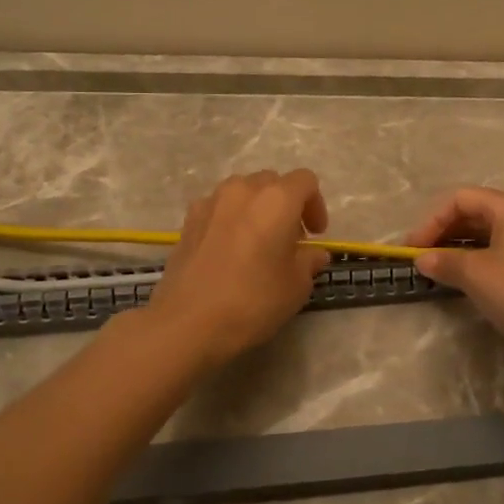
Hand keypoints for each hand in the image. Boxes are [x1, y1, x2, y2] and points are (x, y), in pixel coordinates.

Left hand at [147, 169, 331, 363]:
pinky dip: (230, 219)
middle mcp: (243, 190)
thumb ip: (309, 261)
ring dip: (256, 209)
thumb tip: (313, 253)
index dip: (316, 205)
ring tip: (257, 242)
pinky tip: (228, 250)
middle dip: (286, 205)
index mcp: (276, 199)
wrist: (187, 323)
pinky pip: (218, 208)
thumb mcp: (296, 287)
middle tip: (289, 239)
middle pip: (272, 182)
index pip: (305, 181)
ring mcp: (211, 202)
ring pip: (242, 192)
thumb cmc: (252, 301)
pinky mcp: (188, 220)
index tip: (315, 235)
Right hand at [405, 187, 503, 347]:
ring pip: (488, 230)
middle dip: (444, 231)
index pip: (460, 199)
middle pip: (475, 211)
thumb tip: (423, 259)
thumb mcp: (476, 274)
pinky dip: (478, 256)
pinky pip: (501, 247)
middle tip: (422, 258)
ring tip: (438, 268)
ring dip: (459, 245)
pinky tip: (465, 276)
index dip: (431, 221)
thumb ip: (445, 261)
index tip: (413, 249)